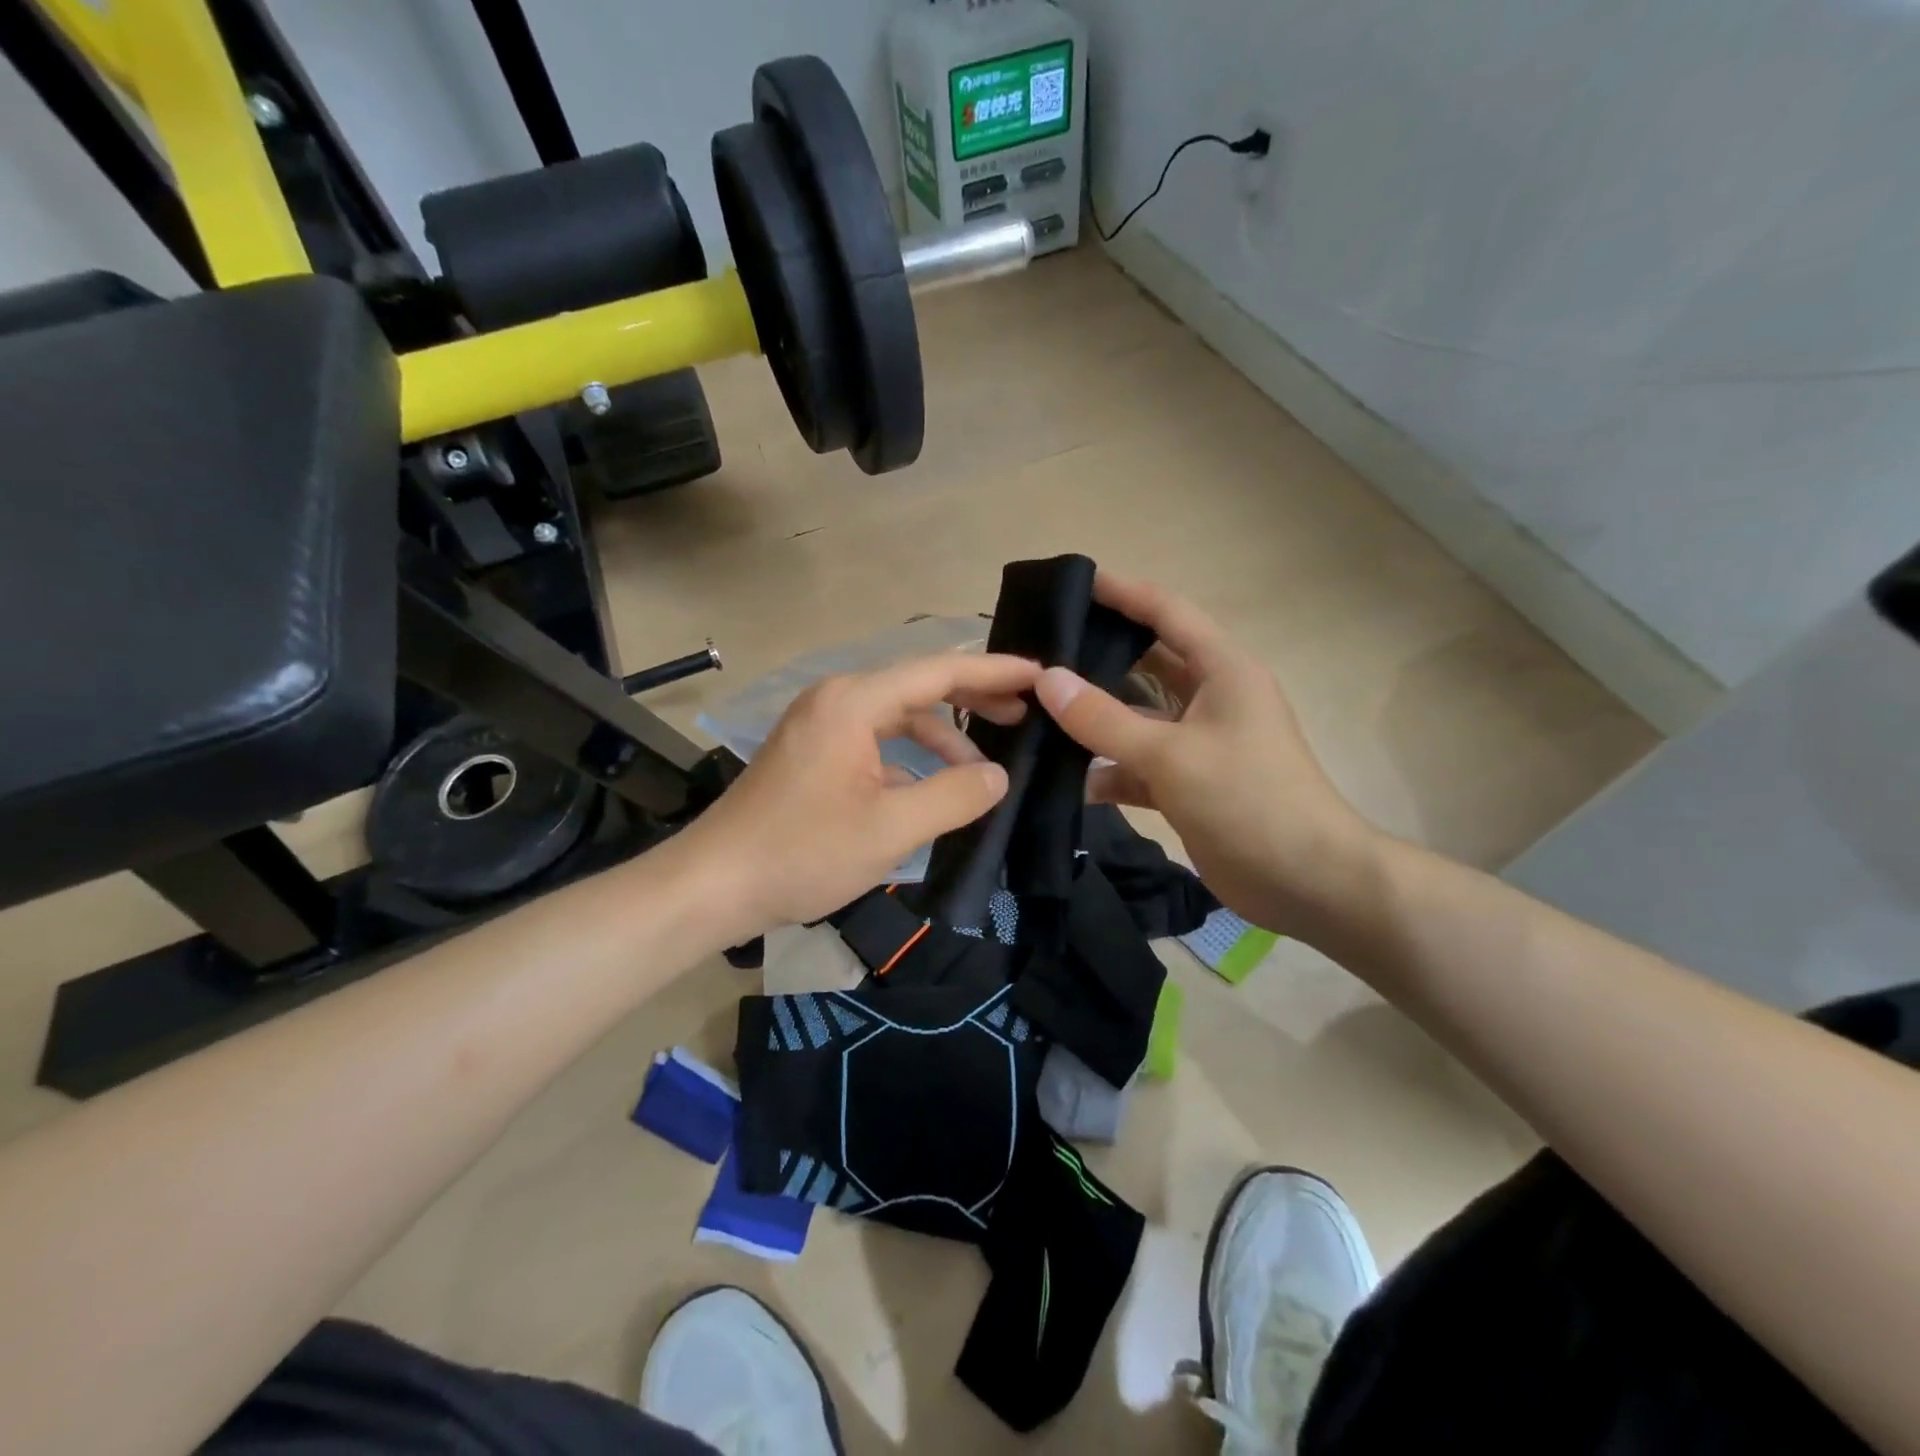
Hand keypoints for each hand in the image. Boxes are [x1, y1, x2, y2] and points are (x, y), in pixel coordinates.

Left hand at [677, 652, 1038, 938]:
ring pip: (897, 719)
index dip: (995, 671)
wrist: (713, 885)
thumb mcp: (891, 828)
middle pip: (919, 687)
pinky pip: (874, 742)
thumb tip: (997, 777)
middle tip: (1025, 715)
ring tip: (982, 772)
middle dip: (973, 699)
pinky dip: (909, 760)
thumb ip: (954, 797)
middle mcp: (836, 699)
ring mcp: (820, 726)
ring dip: (941, 740)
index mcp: (854, 702)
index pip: (939, 671)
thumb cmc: (802, 853)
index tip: (1041, 675)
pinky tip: (931, 791)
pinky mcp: (812, 753)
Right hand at [1035, 572, 1378, 937]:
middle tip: (1044, 650)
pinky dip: (1110, 772)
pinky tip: (1069, 780)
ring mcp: (1201, 744)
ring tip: (1039, 711)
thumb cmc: (1248, 800)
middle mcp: (1213, 699)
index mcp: (1223, 671)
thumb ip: (1104, 719)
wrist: (1307, 882)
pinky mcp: (1190, 785)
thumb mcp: (1171, 755)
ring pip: (1139, 718)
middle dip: (1101, 656)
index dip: (1124, 594)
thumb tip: (1047, 680)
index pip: (1168, 613)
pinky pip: (1140, 766)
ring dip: (1098, 720)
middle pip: (1149, 664)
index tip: (1076, 582)